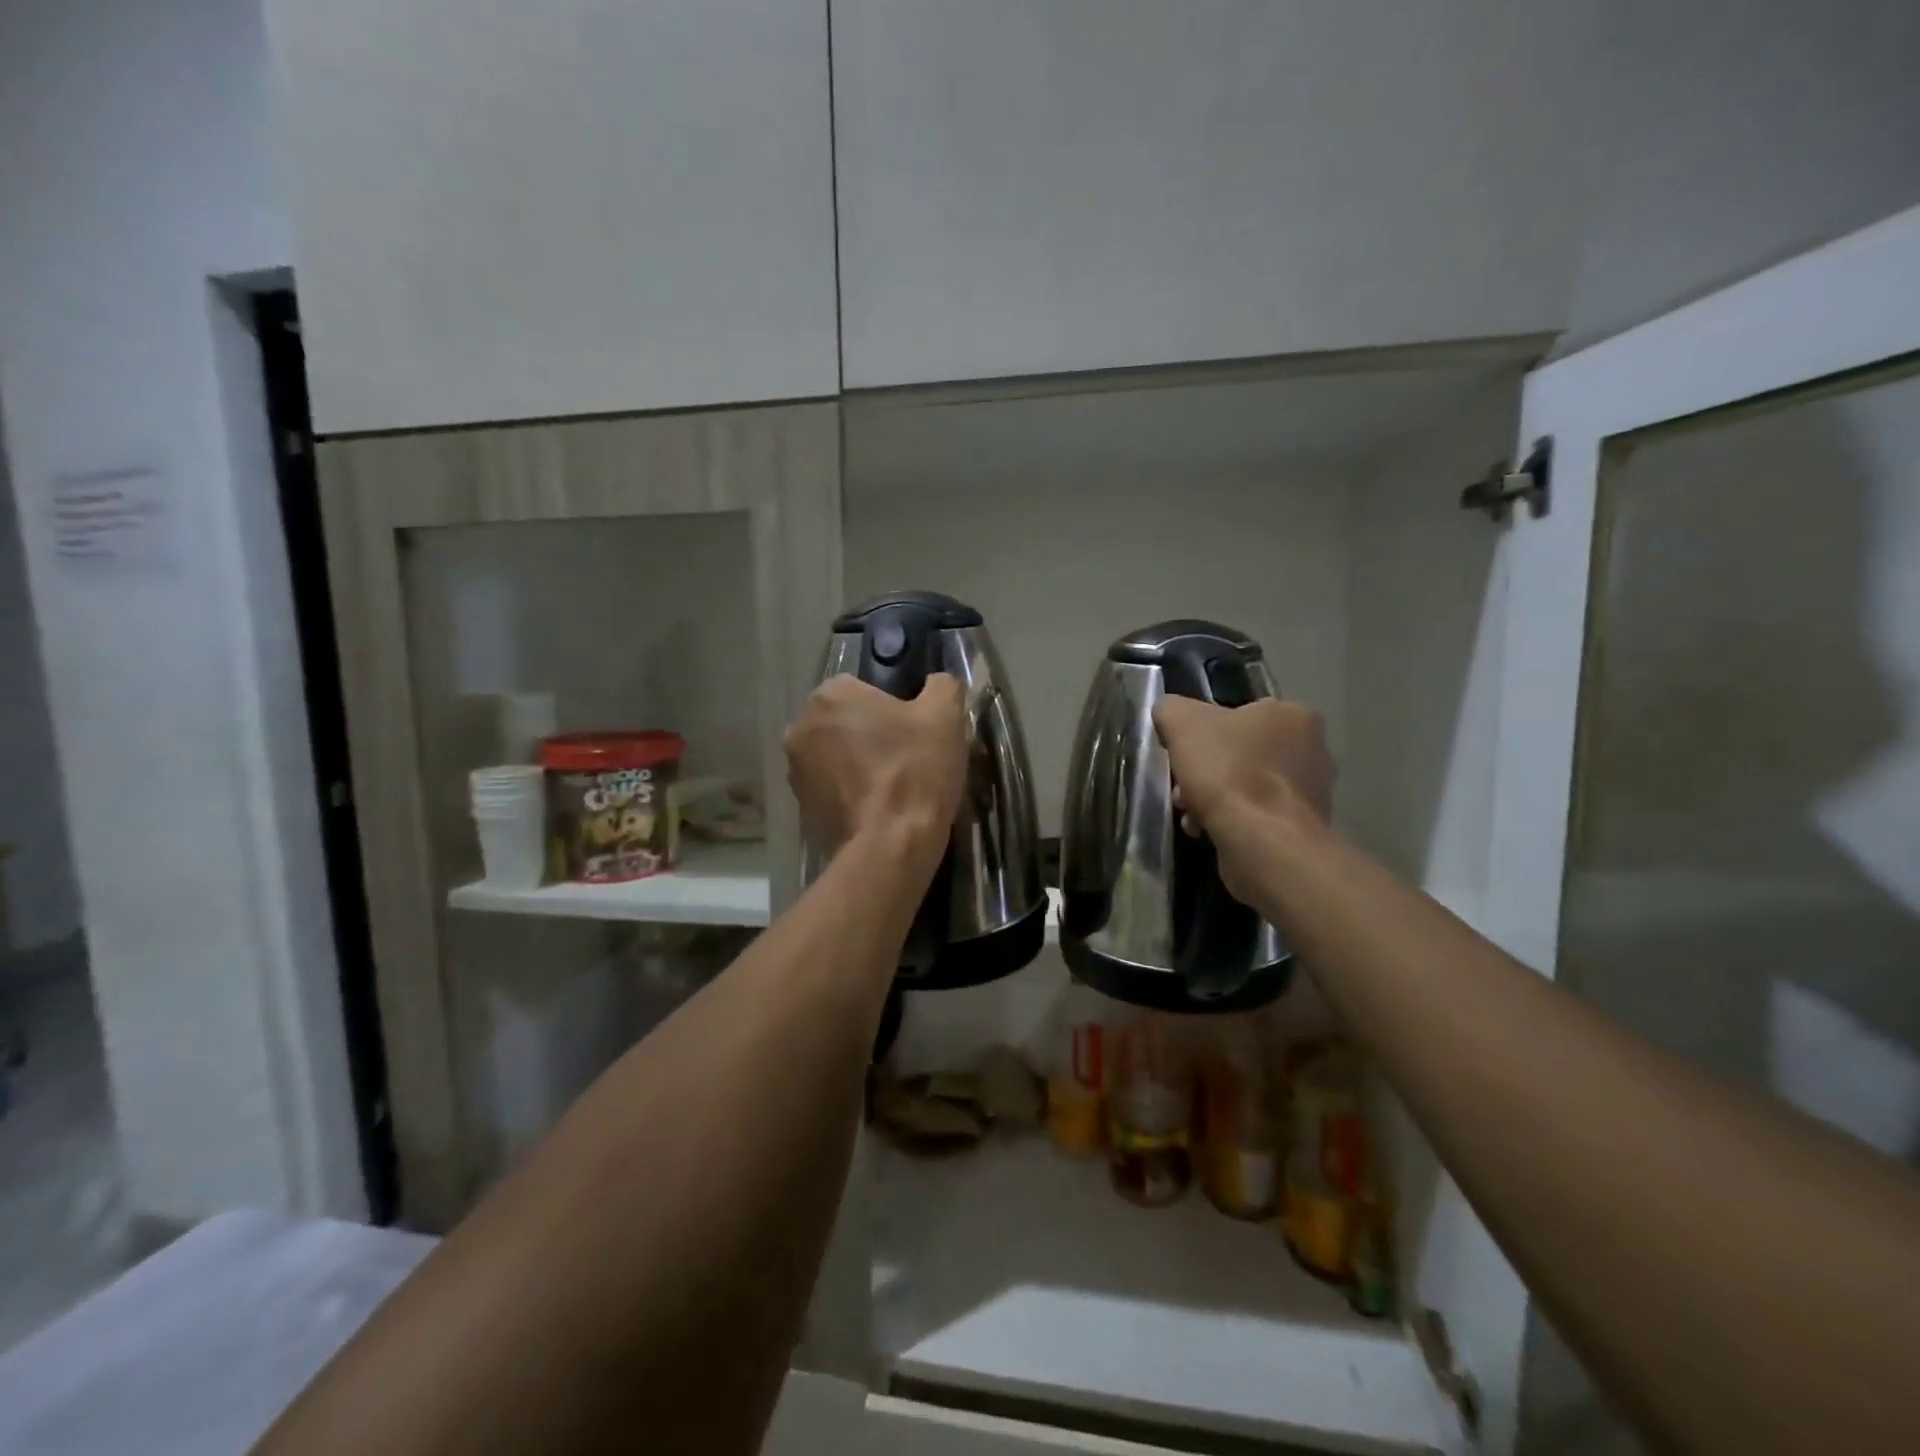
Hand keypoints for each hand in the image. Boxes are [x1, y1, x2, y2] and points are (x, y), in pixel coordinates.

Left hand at [784, 674, 967, 863]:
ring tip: (894, 789)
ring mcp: (795, 771)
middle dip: (870, 735)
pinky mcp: (800, 808)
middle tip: (907, 759)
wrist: (890, 845)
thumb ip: (941, 686)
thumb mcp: (945, 715)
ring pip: (836, 757)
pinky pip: (831, 790)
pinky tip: (878, 810)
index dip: (892, 708)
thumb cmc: (915, 770)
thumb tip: (937, 684)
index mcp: (830, 695)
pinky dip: (850, 795)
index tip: (914, 731)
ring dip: (858, 765)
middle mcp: (801, 727)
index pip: (862, 689)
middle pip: (845, 723)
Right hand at [1152, 696, 1333, 898]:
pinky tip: (1208, 831)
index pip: (1240, 713)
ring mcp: (1312, 791)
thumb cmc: (1227, 771)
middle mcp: (1312, 748)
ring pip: (1246, 786)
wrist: (1261, 841)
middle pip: (1240, 752)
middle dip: (1206, 770)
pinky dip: (1231, 821)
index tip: (1183, 752)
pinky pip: (1256, 816)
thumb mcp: (1181, 721)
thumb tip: (1170, 715)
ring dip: (1213, 797)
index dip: (1204, 732)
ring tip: (1191, 815)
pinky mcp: (1303, 827)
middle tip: (1183, 787)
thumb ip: (1172, 709)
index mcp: (1292, 714)